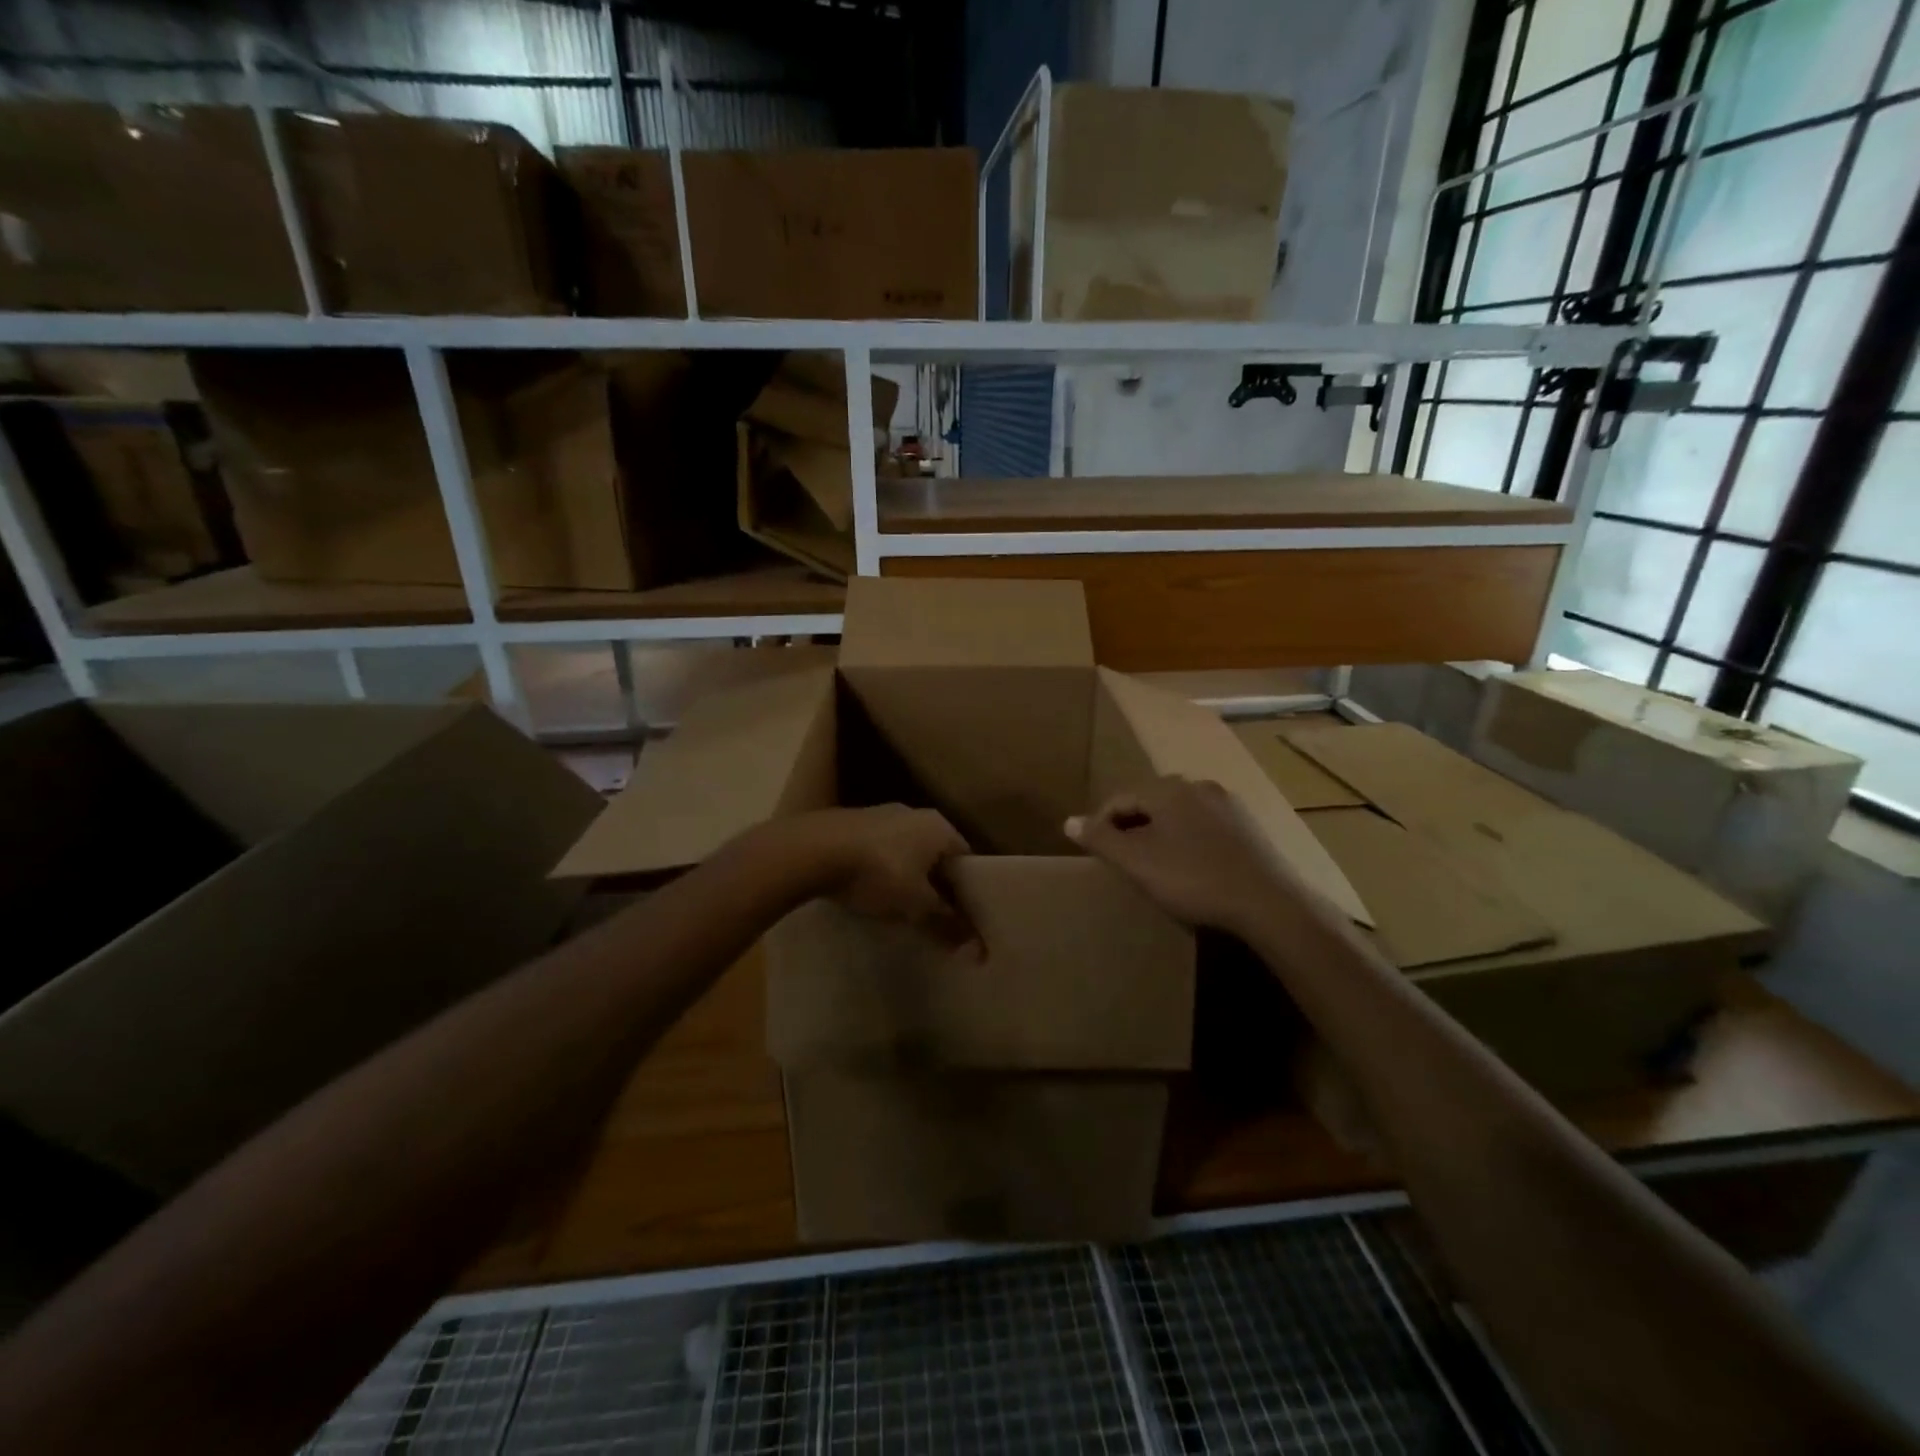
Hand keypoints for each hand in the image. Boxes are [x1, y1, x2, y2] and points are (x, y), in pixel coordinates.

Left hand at [786, 805, 972, 942]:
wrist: (812, 850)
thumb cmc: (877, 873)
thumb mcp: (916, 905)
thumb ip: (947, 924)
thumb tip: (979, 951)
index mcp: (939, 826)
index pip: (966, 859)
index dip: (967, 890)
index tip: (963, 917)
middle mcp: (914, 813)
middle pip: (936, 855)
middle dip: (935, 884)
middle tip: (933, 916)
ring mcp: (881, 814)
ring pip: (906, 851)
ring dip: (906, 876)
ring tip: (899, 907)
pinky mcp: (852, 823)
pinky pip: (878, 850)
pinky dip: (880, 869)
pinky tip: (868, 890)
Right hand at [1065, 776, 1297, 935]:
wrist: (1267, 902)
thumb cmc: (1192, 878)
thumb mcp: (1136, 862)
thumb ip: (1100, 839)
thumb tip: (1068, 821)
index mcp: (1167, 789)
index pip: (1119, 799)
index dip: (1100, 824)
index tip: (1094, 853)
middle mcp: (1197, 786)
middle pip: (1150, 803)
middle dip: (1131, 827)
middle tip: (1121, 860)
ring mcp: (1227, 805)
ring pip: (1178, 814)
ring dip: (1160, 834)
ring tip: (1154, 866)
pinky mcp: (1248, 827)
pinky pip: (1204, 827)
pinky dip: (1188, 842)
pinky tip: (1191, 869)